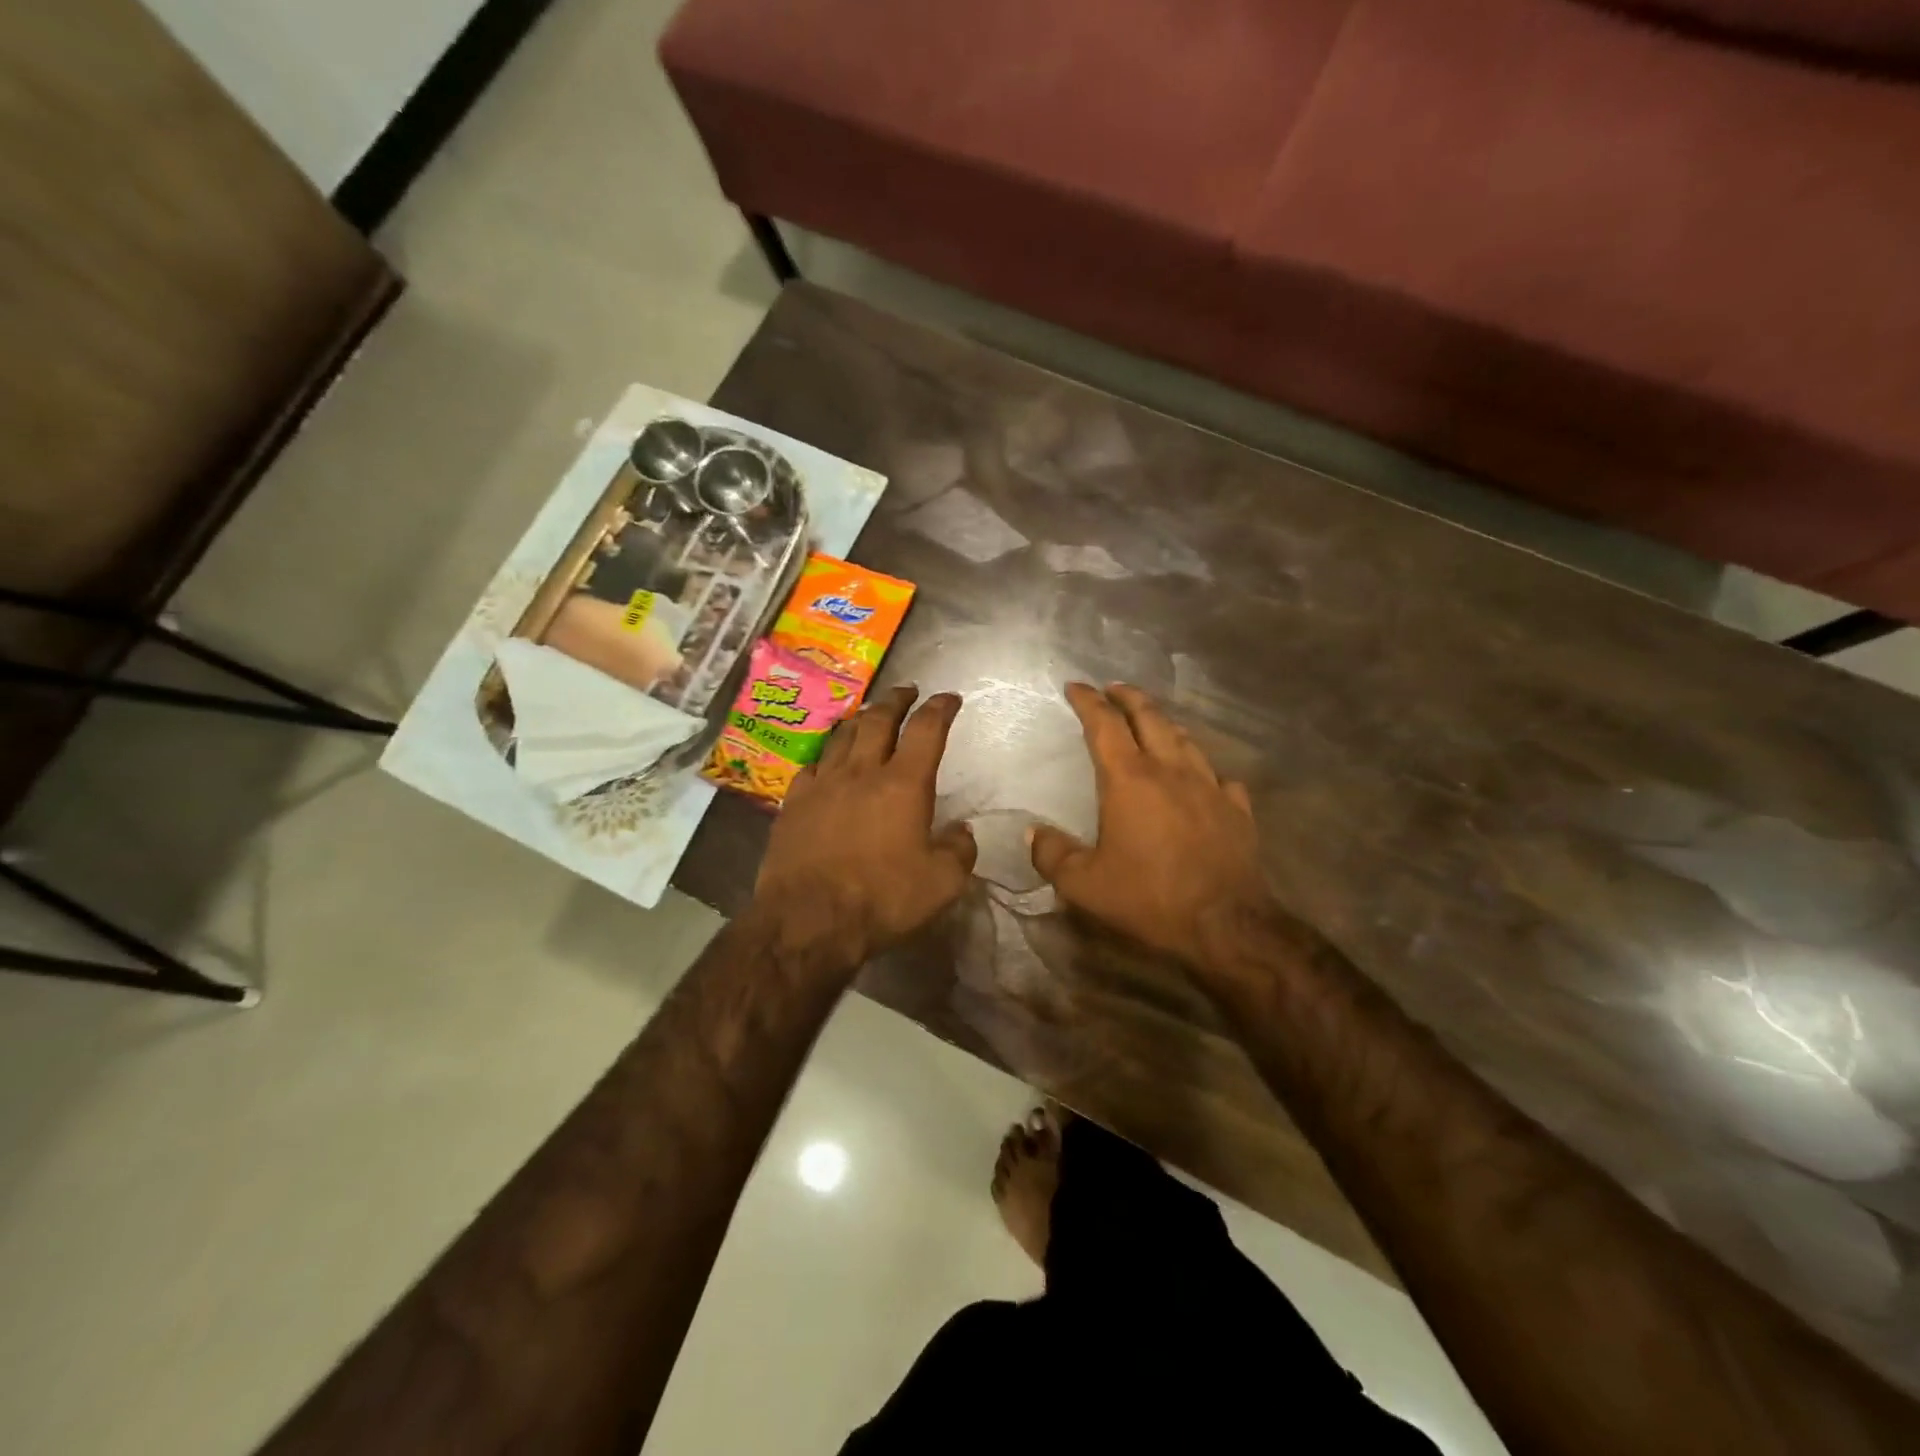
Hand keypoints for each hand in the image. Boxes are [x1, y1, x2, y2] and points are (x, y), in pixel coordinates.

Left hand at [754, 685, 976, 966]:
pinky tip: (828, 761)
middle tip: (907, 691)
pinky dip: (827, 755)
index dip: (940, 708)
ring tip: (869, 715)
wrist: (808, 920)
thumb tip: (962, 832)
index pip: (926, 730)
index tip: (949, 698)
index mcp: (904, 784)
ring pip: (842, 735)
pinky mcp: (794, 803)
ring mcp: (823, 784)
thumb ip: (959, 851)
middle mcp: (862, 772)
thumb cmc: (882, 899)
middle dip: (897, 700)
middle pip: (879, 719)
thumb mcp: (942, 884)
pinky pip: (812, 765)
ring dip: (860, 719)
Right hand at [1030, 683, 1272, 963]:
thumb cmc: (1149, 898)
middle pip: (1150, 718)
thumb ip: (1052, 855)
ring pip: (1186, 740)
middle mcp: (1171, 771)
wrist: (1227, 926)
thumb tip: (1033, 833)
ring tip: (1154, 721)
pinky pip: (1220, 776)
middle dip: (1129, 697)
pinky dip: (1204, 769)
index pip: (1105, 725)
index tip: (1076, 687)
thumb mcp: (1084, 885)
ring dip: (1165, 724)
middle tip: (1114, 689)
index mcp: (1130, 780)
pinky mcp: (1237, 810)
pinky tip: (1203, 778)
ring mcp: (1210, 787)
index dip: (1088, 701)